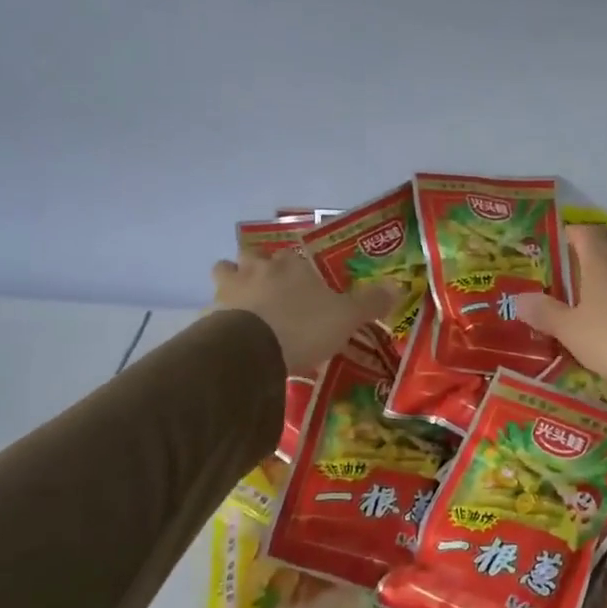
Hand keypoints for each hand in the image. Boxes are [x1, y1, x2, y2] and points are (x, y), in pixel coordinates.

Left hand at [213, 253, 399, 372]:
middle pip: (250, 257)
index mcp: (290, 266)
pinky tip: (229, 337)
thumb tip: (398, 285)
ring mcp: (228, 291)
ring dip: (232, 285)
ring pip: (224, 275)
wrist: (250, 351)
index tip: (304, 283)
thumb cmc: (303, 327)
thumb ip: (370, 302)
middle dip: (256, 267)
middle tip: (268, 289)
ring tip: (243, 307)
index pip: (293, 256)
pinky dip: (219, 319)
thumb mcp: (346, 317)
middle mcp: (256, 269)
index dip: (297, 267)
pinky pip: (212, 311)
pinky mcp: (208, 317)